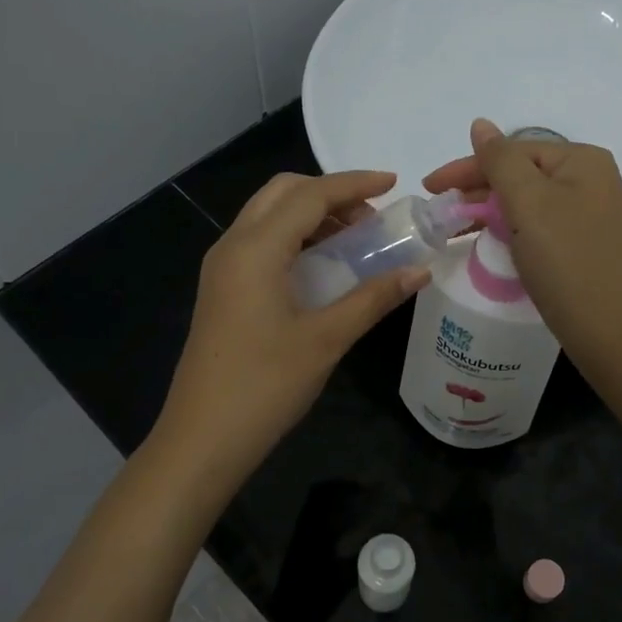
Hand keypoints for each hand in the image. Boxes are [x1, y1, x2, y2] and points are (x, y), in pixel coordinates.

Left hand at [155, 170, 429, 478]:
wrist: (202, 438)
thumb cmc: (265, 386)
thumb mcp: (326, 339)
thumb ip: (373, 298)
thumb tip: (420, 271)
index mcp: (255, 249)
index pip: (309, 195)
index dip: (354, 183)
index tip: (394, 184)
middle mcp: (232, 246)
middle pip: (282, 193)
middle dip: (329, 193)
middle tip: (371, 218)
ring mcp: (222, 268)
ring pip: (269, 217)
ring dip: (311, 215)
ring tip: (355, 241)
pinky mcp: (222, 290)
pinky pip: (261, 243)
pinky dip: (295, 238)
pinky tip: (324, 267)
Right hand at [423, 120, 621, 371]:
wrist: (607, 329)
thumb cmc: (565, 259)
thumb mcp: (528, 202)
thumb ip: (499, 160)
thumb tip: (480, 124)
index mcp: (582, 161)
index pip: (513, 151)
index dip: (468, 167)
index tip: (429, 188)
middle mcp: (590, 180)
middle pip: (520, 173)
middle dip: (477, 189)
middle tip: (439, 210)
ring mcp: (587, 214)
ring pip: (526, 201)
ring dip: (489, 210)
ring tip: (454, 226)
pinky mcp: (581, 244)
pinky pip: (536, 225)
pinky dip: (508, 229)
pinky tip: (487, 241)